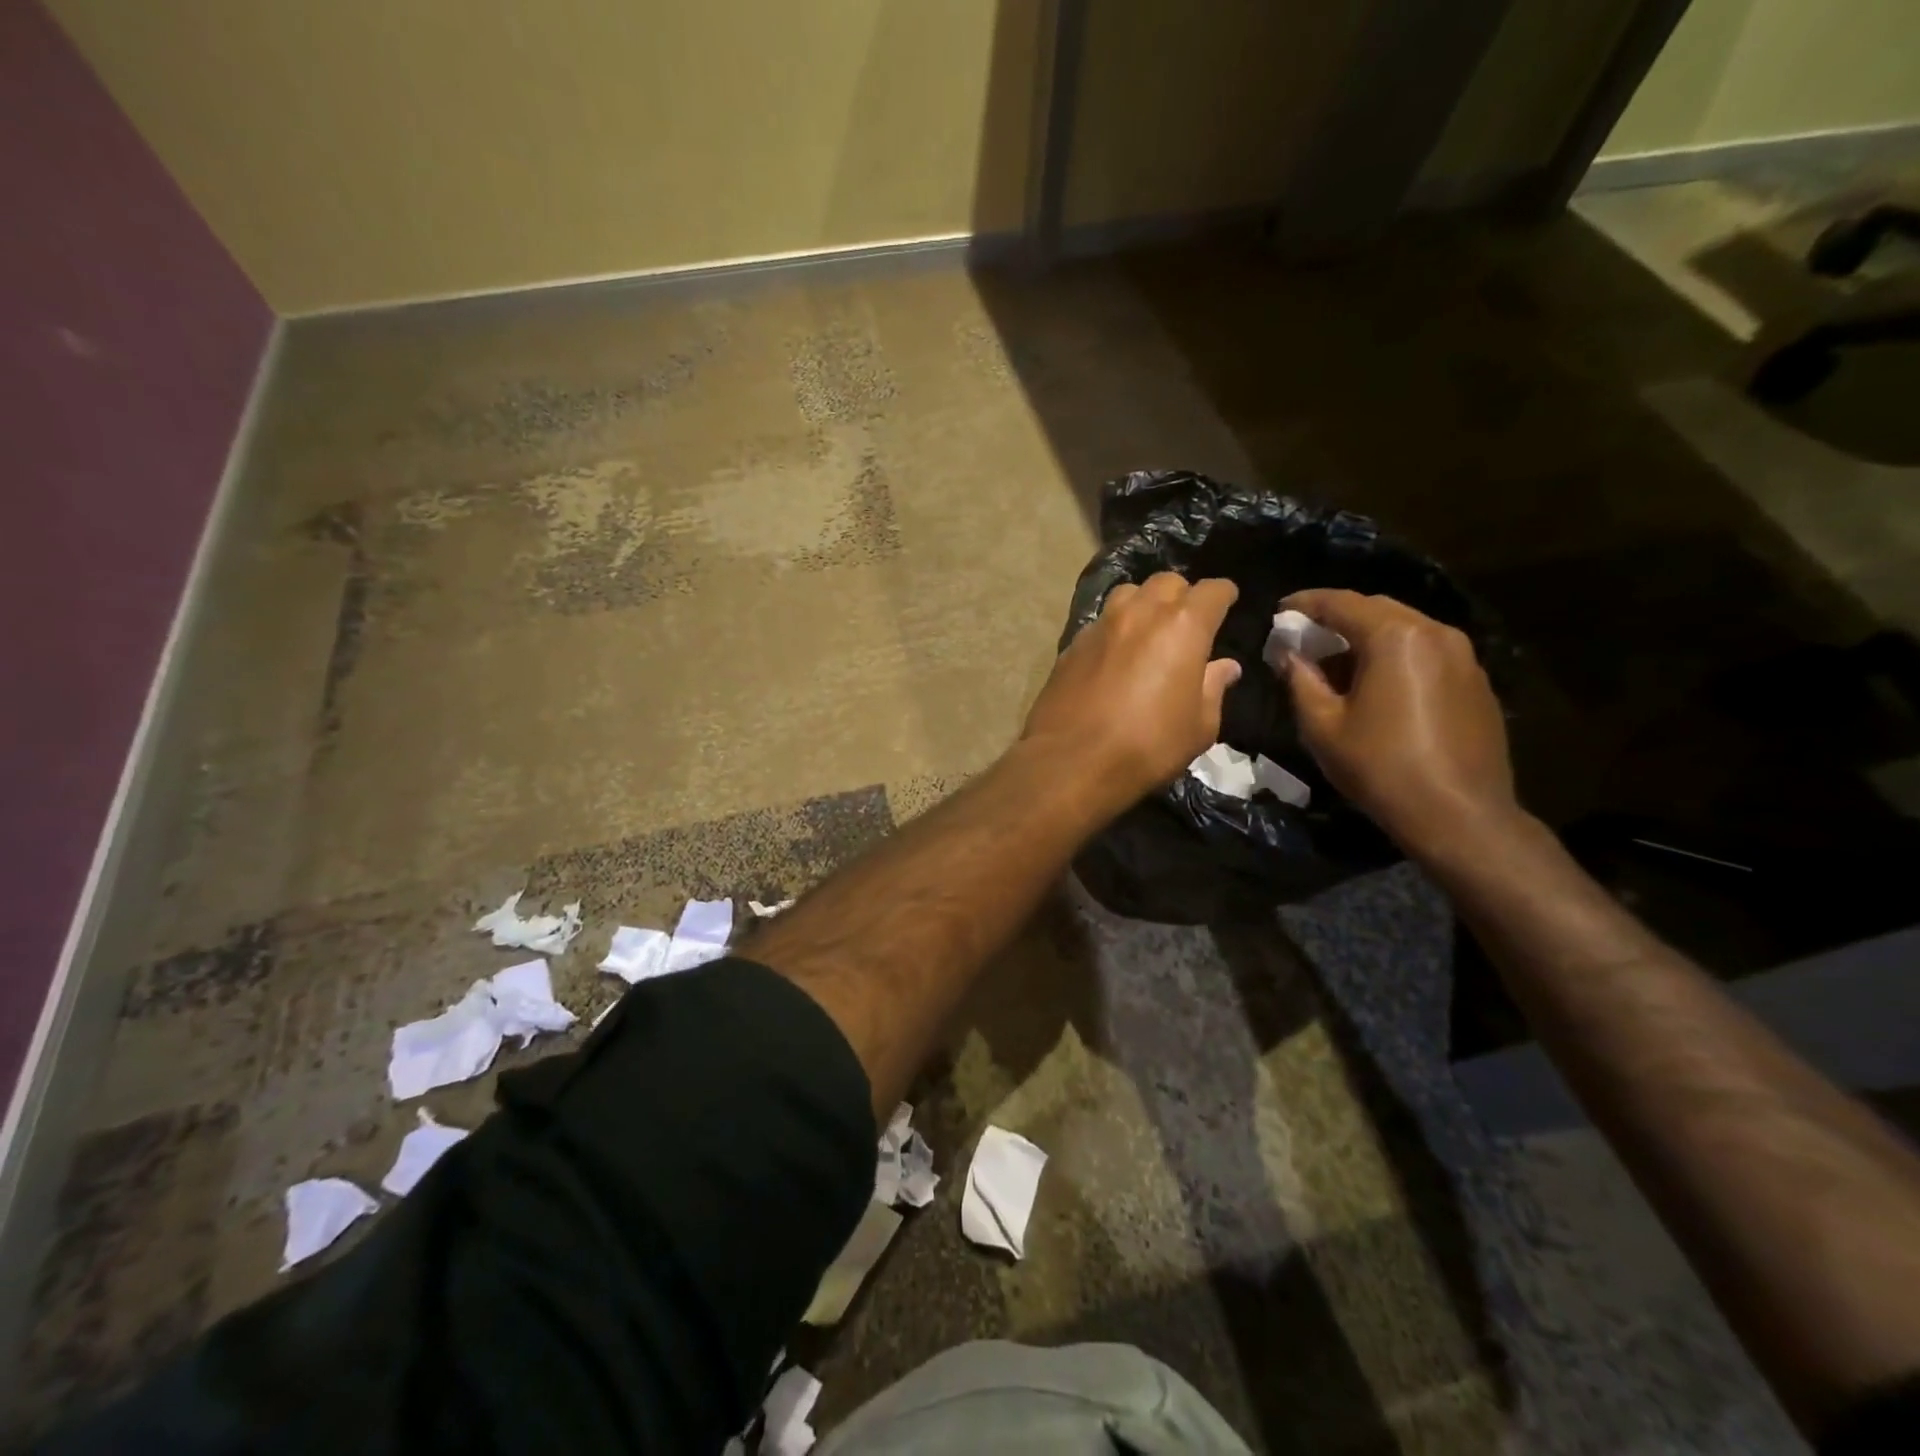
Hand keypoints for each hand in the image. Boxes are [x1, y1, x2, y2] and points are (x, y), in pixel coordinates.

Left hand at [1023, 573, 1242, 808]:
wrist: (1071, 760)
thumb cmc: (1147, 746)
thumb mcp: (1199, 726)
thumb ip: (1214, 688)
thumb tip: (1225, 667)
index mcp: (1182, 625)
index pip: (1212, 590)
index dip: (1224, 595)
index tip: (1228, 603)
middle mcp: (1140, 613)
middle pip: (1167, 582)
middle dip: (1182, 595)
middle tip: (1187, 621)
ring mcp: (1101, 625)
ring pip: (1128, 593)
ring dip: (1144, 603)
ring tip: (1148, 629)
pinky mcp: (1072, 644)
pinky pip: (1101, 622)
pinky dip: (1115, 628)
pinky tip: (1116, 654)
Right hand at [1279, 589, 1517, 855]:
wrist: (1459, 815)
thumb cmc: (1380, 767)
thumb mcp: (1322, 725)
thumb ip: (1300, 679)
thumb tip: (1288, 653)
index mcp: (1395, 637)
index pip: (1341, 603)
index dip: (1305, 603)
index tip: (1279, 612)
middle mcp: (1435, 633)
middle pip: (1377, 610)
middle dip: (1338, 619)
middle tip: (1305, 639)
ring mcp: (1463, 657)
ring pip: (1405, 630)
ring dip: (1367, 639)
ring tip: (1336, 668)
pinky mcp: (1476, 682)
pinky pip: (1426, 653)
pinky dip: (1395, 658)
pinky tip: (1376, 688)